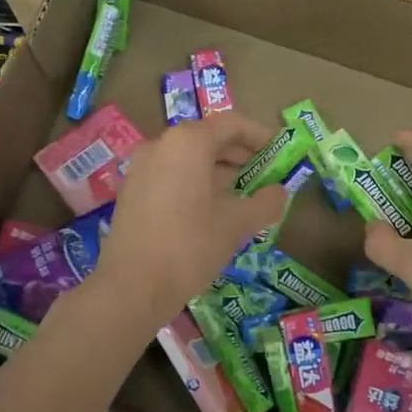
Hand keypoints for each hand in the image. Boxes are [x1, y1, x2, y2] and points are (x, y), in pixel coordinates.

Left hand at [93, 114, 286, 327]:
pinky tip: (212, 209)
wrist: (131, 287)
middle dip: (241, 154)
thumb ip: (266, 202)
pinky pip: (172, 174)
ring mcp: (142, 167)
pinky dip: (196, 182)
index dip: (260, 136)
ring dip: (219, 170)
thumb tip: (280, 192)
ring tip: (244, 194)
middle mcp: (161, 145)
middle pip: (209, 138)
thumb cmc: (190, 246)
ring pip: (189, 158)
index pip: (232, 124)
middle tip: (267, 174)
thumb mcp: (237, 224)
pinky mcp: (132, 191)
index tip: (280, 151)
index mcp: (188, 142)